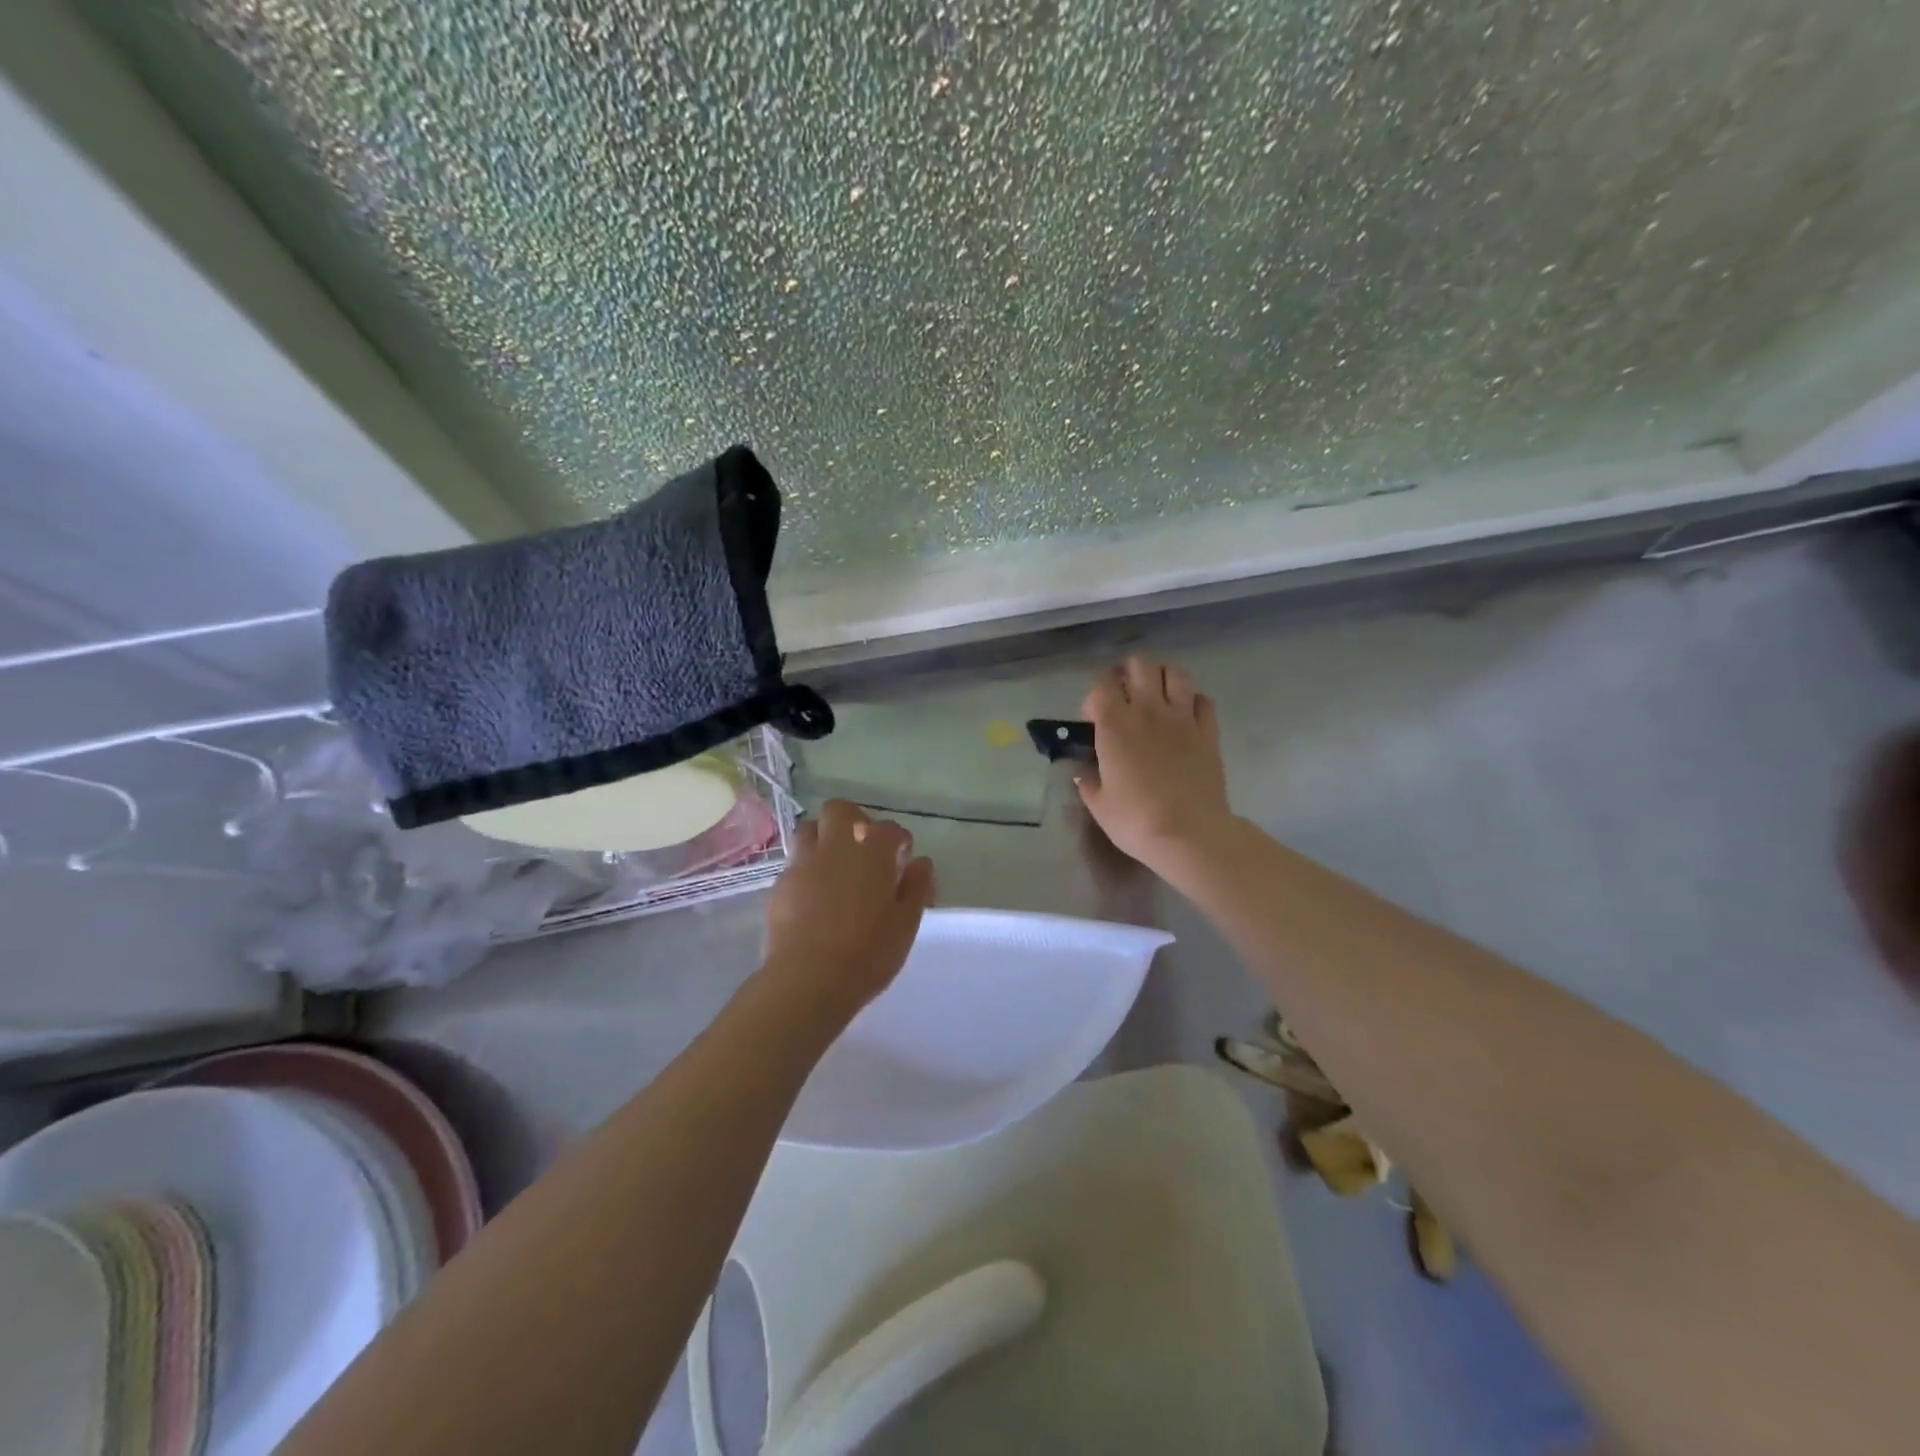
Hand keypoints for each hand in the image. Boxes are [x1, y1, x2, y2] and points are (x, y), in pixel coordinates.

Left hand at [762, 800, 936, 1018]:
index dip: (898, 839)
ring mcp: (802, 864)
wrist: (807, 981)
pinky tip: (814, 896)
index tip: (902, 858)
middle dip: (854, 820)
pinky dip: (807, 870)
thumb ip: (916, 888)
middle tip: (864, 849)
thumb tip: (921, 863)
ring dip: (824, 838)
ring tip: (835, 867)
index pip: (889, 829)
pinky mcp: (779, 886)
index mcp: (871, 853)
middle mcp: (835, 848)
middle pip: (840, 811)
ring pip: (809, 830)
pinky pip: (794, 864)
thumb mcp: (905, 925)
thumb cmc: (867, 954)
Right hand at [1076, 655, 1234, 869]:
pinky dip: (1192, 701)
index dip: (1095, 695)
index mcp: (1115, 725)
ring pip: (1175, 672)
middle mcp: (1148, 711)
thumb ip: (1088, 783)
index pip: (1102, 684)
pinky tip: (1185, 717)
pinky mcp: (1209, 732)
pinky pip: (1203, 700)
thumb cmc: (1135, 820)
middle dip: (1129, 672)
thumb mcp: (1099, 805)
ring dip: (1162, 677)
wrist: (1189, 834)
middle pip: (1140, 664)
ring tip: (1155, 695)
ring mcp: (1183, 718)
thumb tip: (1084, 774)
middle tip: (1124, 694)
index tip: (1092, 718)